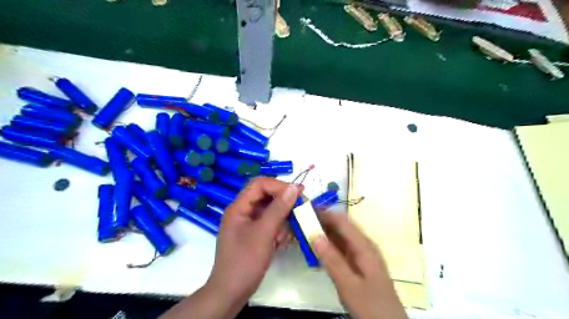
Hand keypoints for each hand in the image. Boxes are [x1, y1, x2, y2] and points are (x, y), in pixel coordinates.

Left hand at [161, 177, 299, 318]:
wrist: (231, 293)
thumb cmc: (245, 261)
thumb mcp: (264, 233)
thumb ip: (279, 209)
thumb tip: (294, 187)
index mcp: (239, 207)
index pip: (259, 184)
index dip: (279, 185)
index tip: (298, 192)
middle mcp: (242, 211)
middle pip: (265, 196)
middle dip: (282, 203)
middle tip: (299, 209)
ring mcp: (248, 223)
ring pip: (270, 211)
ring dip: (281, 220)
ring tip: (284, 234)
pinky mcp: (254, 234)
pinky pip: (269, 223)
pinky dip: (278, 230)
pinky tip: (280, 241)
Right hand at [311, 212, 408, 318]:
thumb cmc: (371, 305)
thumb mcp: (349, 285)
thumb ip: (332, 260)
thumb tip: (314, 235)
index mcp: (364, 245)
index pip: (342, 220)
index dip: (324, 212)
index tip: (304, 210)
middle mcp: (363, 245)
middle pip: (340, 227)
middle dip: (320, 222)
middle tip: (299, 222)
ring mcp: (360, 255)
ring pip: (339, 237)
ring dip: (322, 234)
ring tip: (302, 233)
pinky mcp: (357, 264)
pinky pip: (339, 249)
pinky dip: (326, 247)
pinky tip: (314, 250)